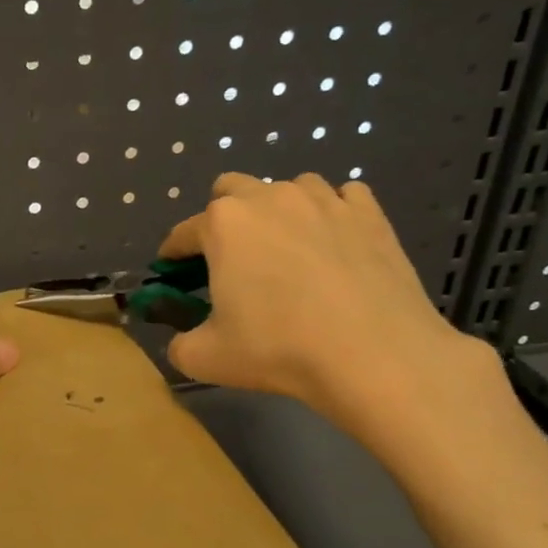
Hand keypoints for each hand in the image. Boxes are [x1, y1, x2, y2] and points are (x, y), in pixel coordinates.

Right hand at [158, 173, 501, 456]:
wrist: (375, 354)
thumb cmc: (279, 349)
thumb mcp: (205, 358)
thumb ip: (180, 344)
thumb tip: (184, 340)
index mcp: (223, 224)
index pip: (183, 233)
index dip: (173, 255)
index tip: (173, 274)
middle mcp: (270, 197)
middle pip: (231, 189)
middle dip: (221, 218)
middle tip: (229, 259)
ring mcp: (324, 200)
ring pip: (288, 188)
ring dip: (277, 212)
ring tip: (286, 251)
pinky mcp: (370, 213)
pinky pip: (342, 198)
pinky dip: (331, 215)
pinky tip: (334, 245)